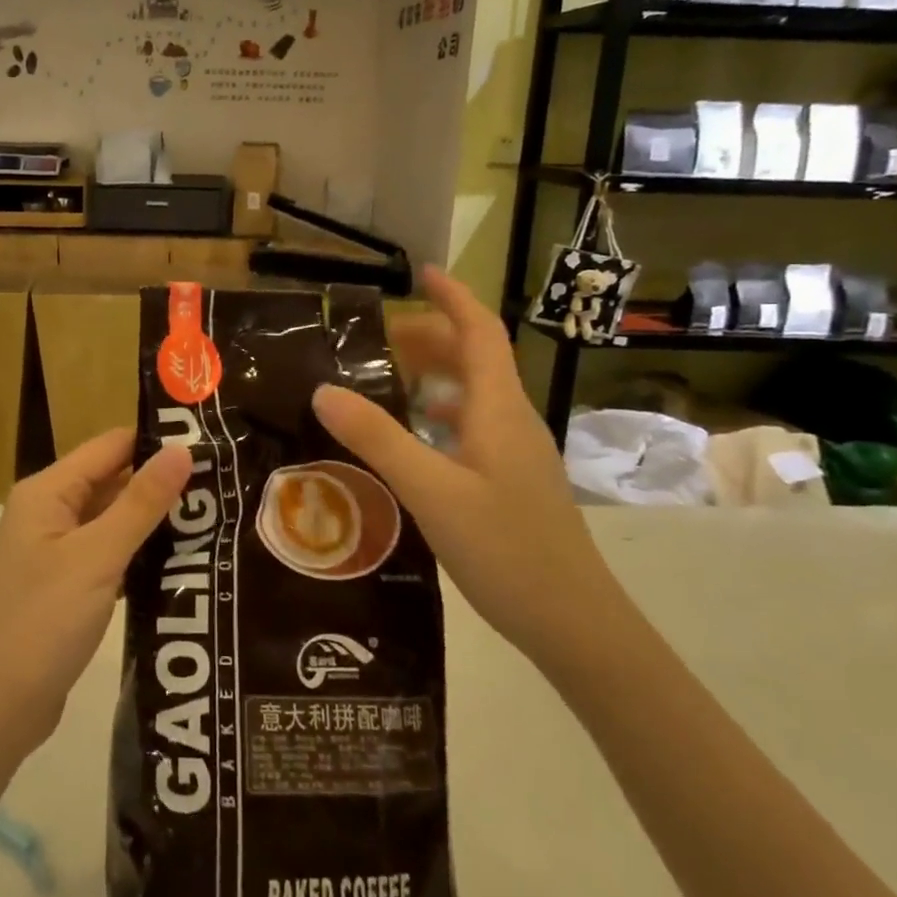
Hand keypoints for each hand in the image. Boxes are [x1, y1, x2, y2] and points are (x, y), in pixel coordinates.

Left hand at [0, 429, 189, 762]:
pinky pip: (110, 554)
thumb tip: (182, 449)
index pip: (111, 446)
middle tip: (223, 485)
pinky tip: (184, 561)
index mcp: (48, 492)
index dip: (157, 442)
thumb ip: (141, 503)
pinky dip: (141, 554)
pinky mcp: (67, 585)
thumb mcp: (97, 558)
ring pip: (114, 520)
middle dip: (162, 482)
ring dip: (156, 520)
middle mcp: (49, 512)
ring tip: (215, 517)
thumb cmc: (42, 623)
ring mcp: (57, 551)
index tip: (211, 444)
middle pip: (113, 480)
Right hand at [311, 266, 627, 669]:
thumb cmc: (506, 549)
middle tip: (377, 340)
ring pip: (474, 395)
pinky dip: (439, 416)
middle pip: (475, 359)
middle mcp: (512, 420)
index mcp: (499, 408)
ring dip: (433, 377)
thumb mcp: (430, 490)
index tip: (420, 272)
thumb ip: (377, 438)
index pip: (480, 331)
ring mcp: (516, 454)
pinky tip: (412, 441)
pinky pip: (472, 428)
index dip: (452, 297)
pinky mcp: (512, 482)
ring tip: (385, 382)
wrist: (574, 623)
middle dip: (430, 336)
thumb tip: (322, 389)